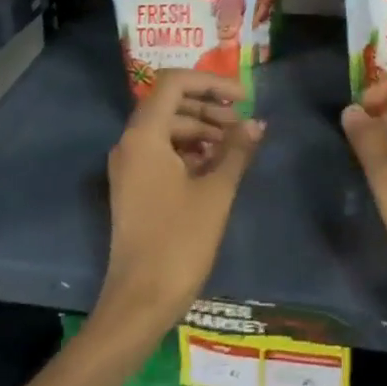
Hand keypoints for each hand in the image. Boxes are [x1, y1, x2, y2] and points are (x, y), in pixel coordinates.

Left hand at [94, 70, 265, 342]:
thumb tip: (257, 124)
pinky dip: (189, 151)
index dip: (211, 83)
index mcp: (144, 134)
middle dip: (209, 108)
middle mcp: (130, 142)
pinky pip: (162, 152)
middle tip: (244, 125)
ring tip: (236, 147)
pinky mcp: (134, 187)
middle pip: (171, 103)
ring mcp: (129, 166)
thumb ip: (237, 151)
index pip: (175, 83)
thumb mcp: (216, 193)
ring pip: (168, 129)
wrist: (139, 303)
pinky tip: (217, 166)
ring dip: (202, 130)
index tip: (243, 98)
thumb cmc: (179, 242)